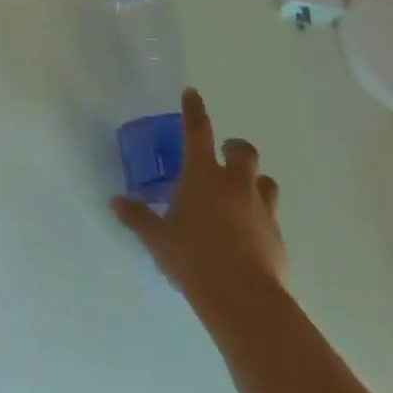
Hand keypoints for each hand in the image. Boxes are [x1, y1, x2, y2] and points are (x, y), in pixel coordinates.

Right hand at [112, 88, 285, 315]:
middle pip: (243, 151)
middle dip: (234, 148)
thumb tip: (115, 201)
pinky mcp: (277, 238)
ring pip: (265, 182)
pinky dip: (258, 218)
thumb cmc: (192, 257)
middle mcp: (235, 184)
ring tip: (239, 194)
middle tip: (223, 154)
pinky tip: (246, 236)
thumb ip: (137, 217)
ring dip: (253, 181)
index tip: (192, 93)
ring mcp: (261, 210)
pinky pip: (270, 217)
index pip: (197, 130)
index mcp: (203, 174)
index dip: (194, 110)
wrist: (243, 298)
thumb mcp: (157, 238)